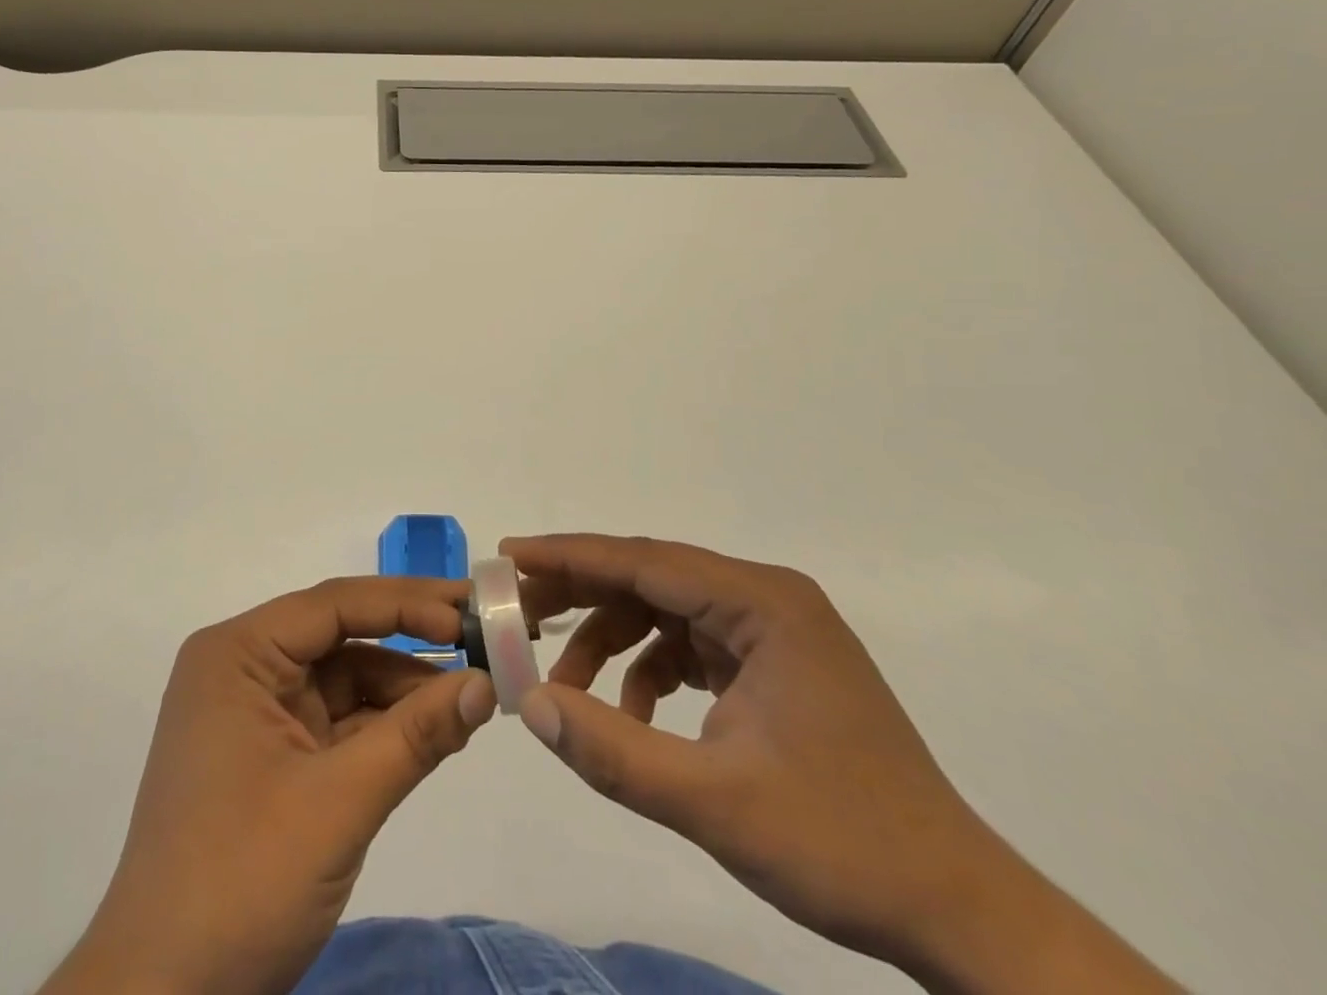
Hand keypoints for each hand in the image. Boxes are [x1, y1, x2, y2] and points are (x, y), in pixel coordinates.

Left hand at [43, 577, 496, 994]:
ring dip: (404, 689)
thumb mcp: (339, 803)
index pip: (333, 606)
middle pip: (339, 636)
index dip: (406, 604)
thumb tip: (487, 684)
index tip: (468, 611)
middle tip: (481, 639)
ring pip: (344, 679)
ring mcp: (255, 712)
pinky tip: (435, 730)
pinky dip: (384, 726)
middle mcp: (243, 668)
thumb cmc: (241, 881)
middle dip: (410, 642)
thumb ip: (416, 736)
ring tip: (472, 695)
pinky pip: (336, 720)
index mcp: (238, 654)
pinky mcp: (270, 755)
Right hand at [504, 535, 1177, 993]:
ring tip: (567, 684)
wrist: (961, 915)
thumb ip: (613, 751)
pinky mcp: (773, 666)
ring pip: (665, 611)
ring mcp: (772, 632)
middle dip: (580, 594)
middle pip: (650, 577)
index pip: (645, 560)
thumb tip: (528, 703)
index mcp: (762, 603)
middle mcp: (766, 600)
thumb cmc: (844, 846)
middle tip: (517, 613)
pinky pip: (690, 646)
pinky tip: (635, 717)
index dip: (570, 555)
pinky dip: (650, 670)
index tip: (510, 555)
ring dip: (612, 641)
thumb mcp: (715, 802)